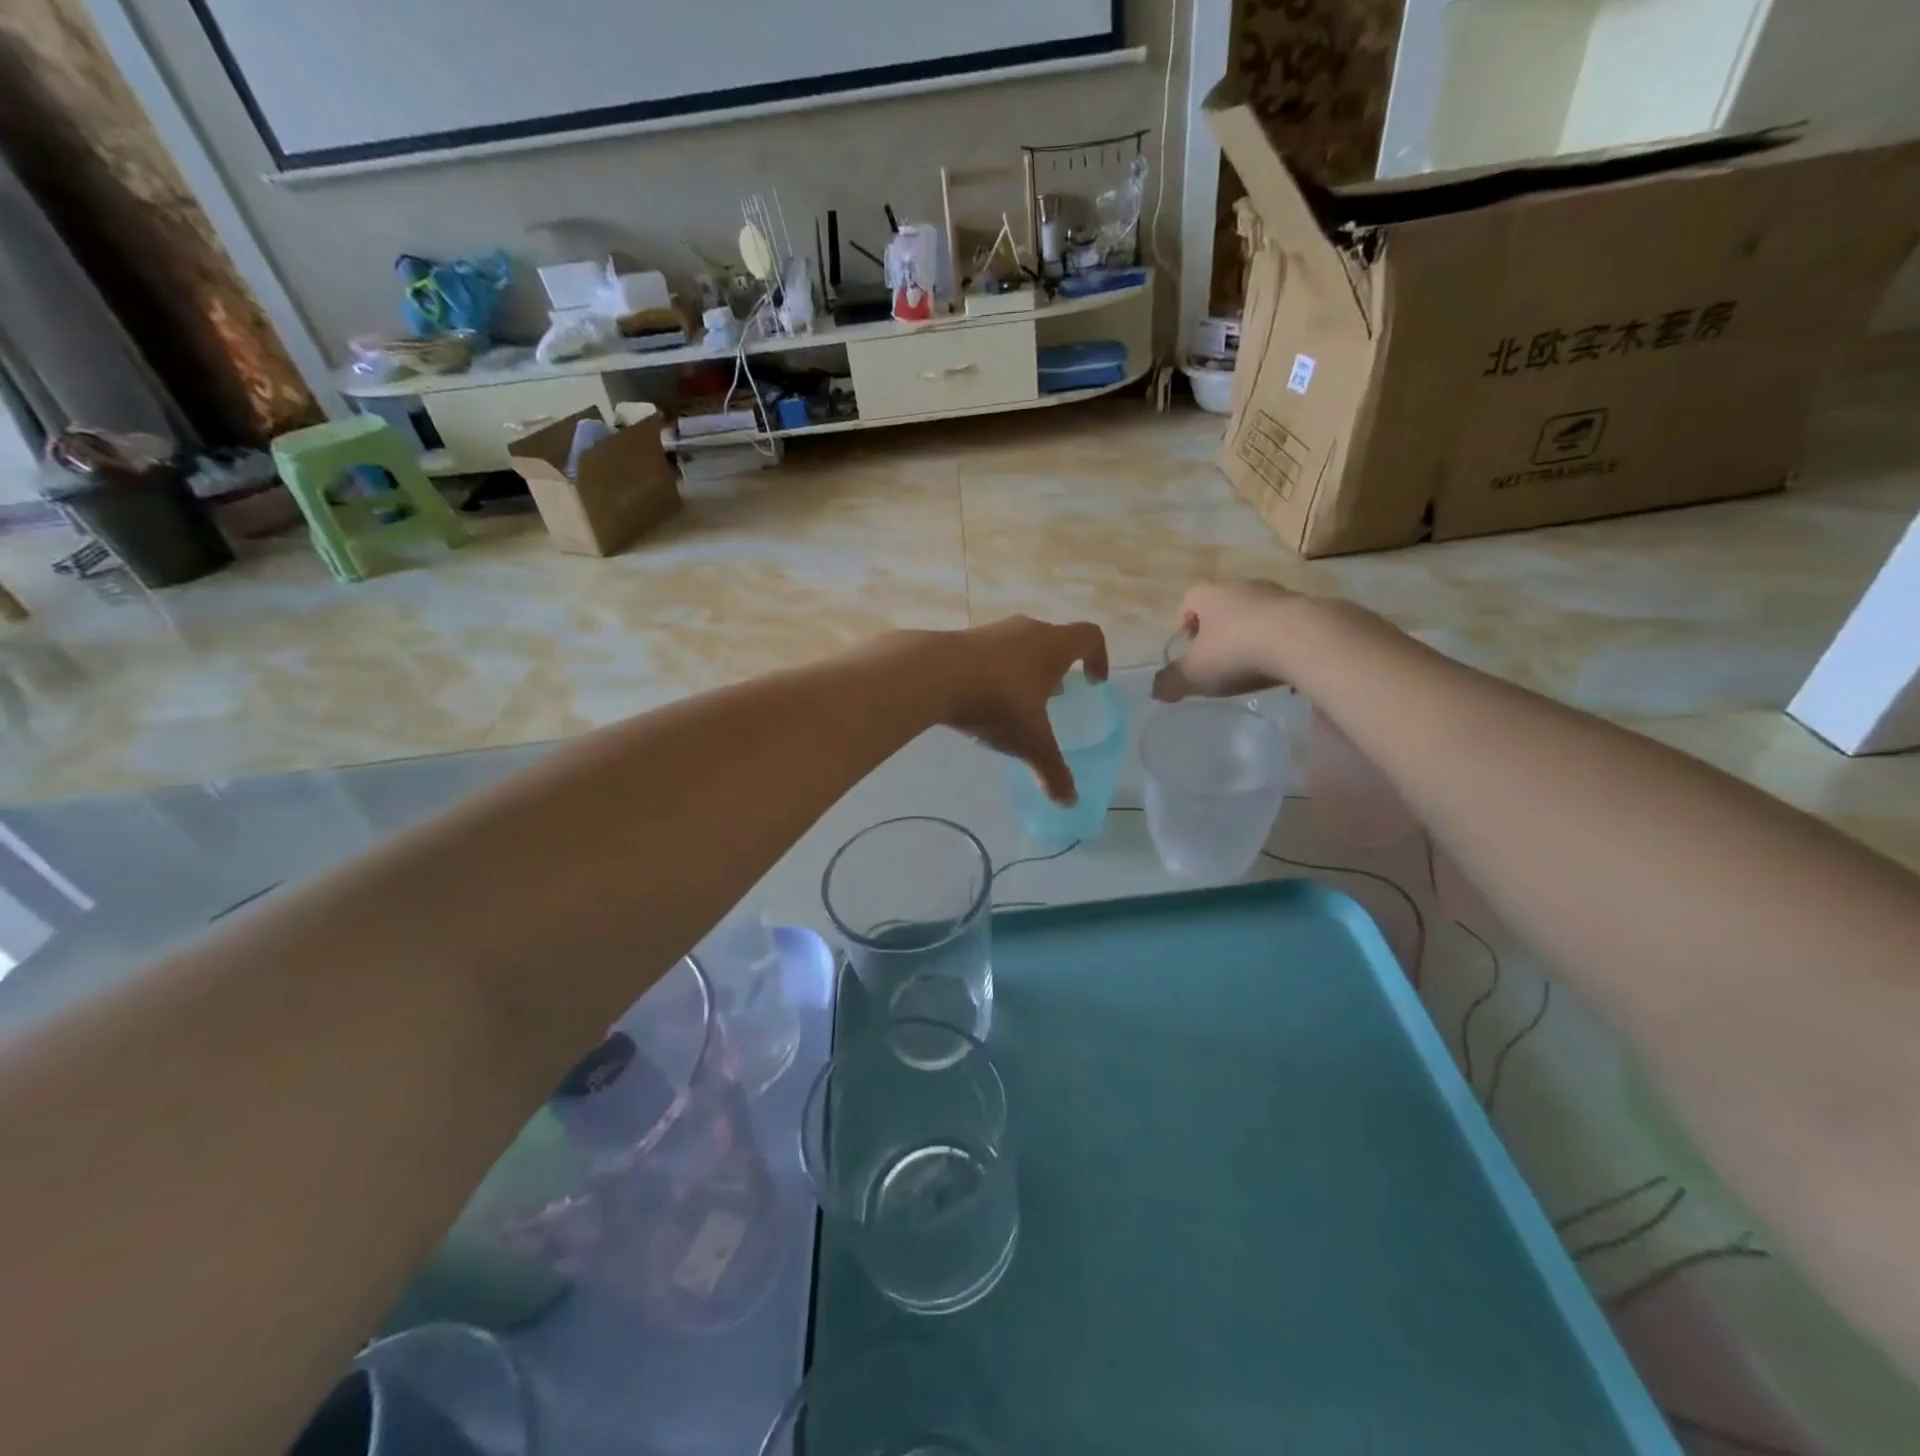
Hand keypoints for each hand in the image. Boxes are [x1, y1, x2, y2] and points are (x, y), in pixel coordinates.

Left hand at [928, 616, 1108, 804]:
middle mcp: (1026, 631)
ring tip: (1018, 701)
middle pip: (1052, 640)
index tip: (1095, 682)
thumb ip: (1052, 770)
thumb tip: (1069, 802)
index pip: (1090, 636)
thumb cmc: (997, 701)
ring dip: (1024, 670)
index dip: (1099, 657)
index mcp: (1053, 646)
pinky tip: (981, 701)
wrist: (932, 674)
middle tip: (1056, 696)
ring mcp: (991, 631)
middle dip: (1058, 667)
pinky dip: (993, 673)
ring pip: (1018, 647)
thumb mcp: (1030, 742)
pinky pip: (988, 655)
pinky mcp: (961, 639)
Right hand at [1152, 580, 1295, 702]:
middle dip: (1221, 627)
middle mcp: (1245, 587)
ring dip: (1254, 632)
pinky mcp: (1313, 610)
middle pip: (1227, 602)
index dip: (1186, 619)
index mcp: (1212, 595)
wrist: (1305, 641)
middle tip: (1219, 656)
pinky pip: (1290, 625)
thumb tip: (1156, 691)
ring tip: (1254, 664)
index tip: (1189, 643)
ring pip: (1260, 612)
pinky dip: (1283, 642)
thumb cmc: (1237, 651)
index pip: (1190, 598)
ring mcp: (1281, 595)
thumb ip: (1172, 682)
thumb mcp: (1195, 674)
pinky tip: (1284, 667)